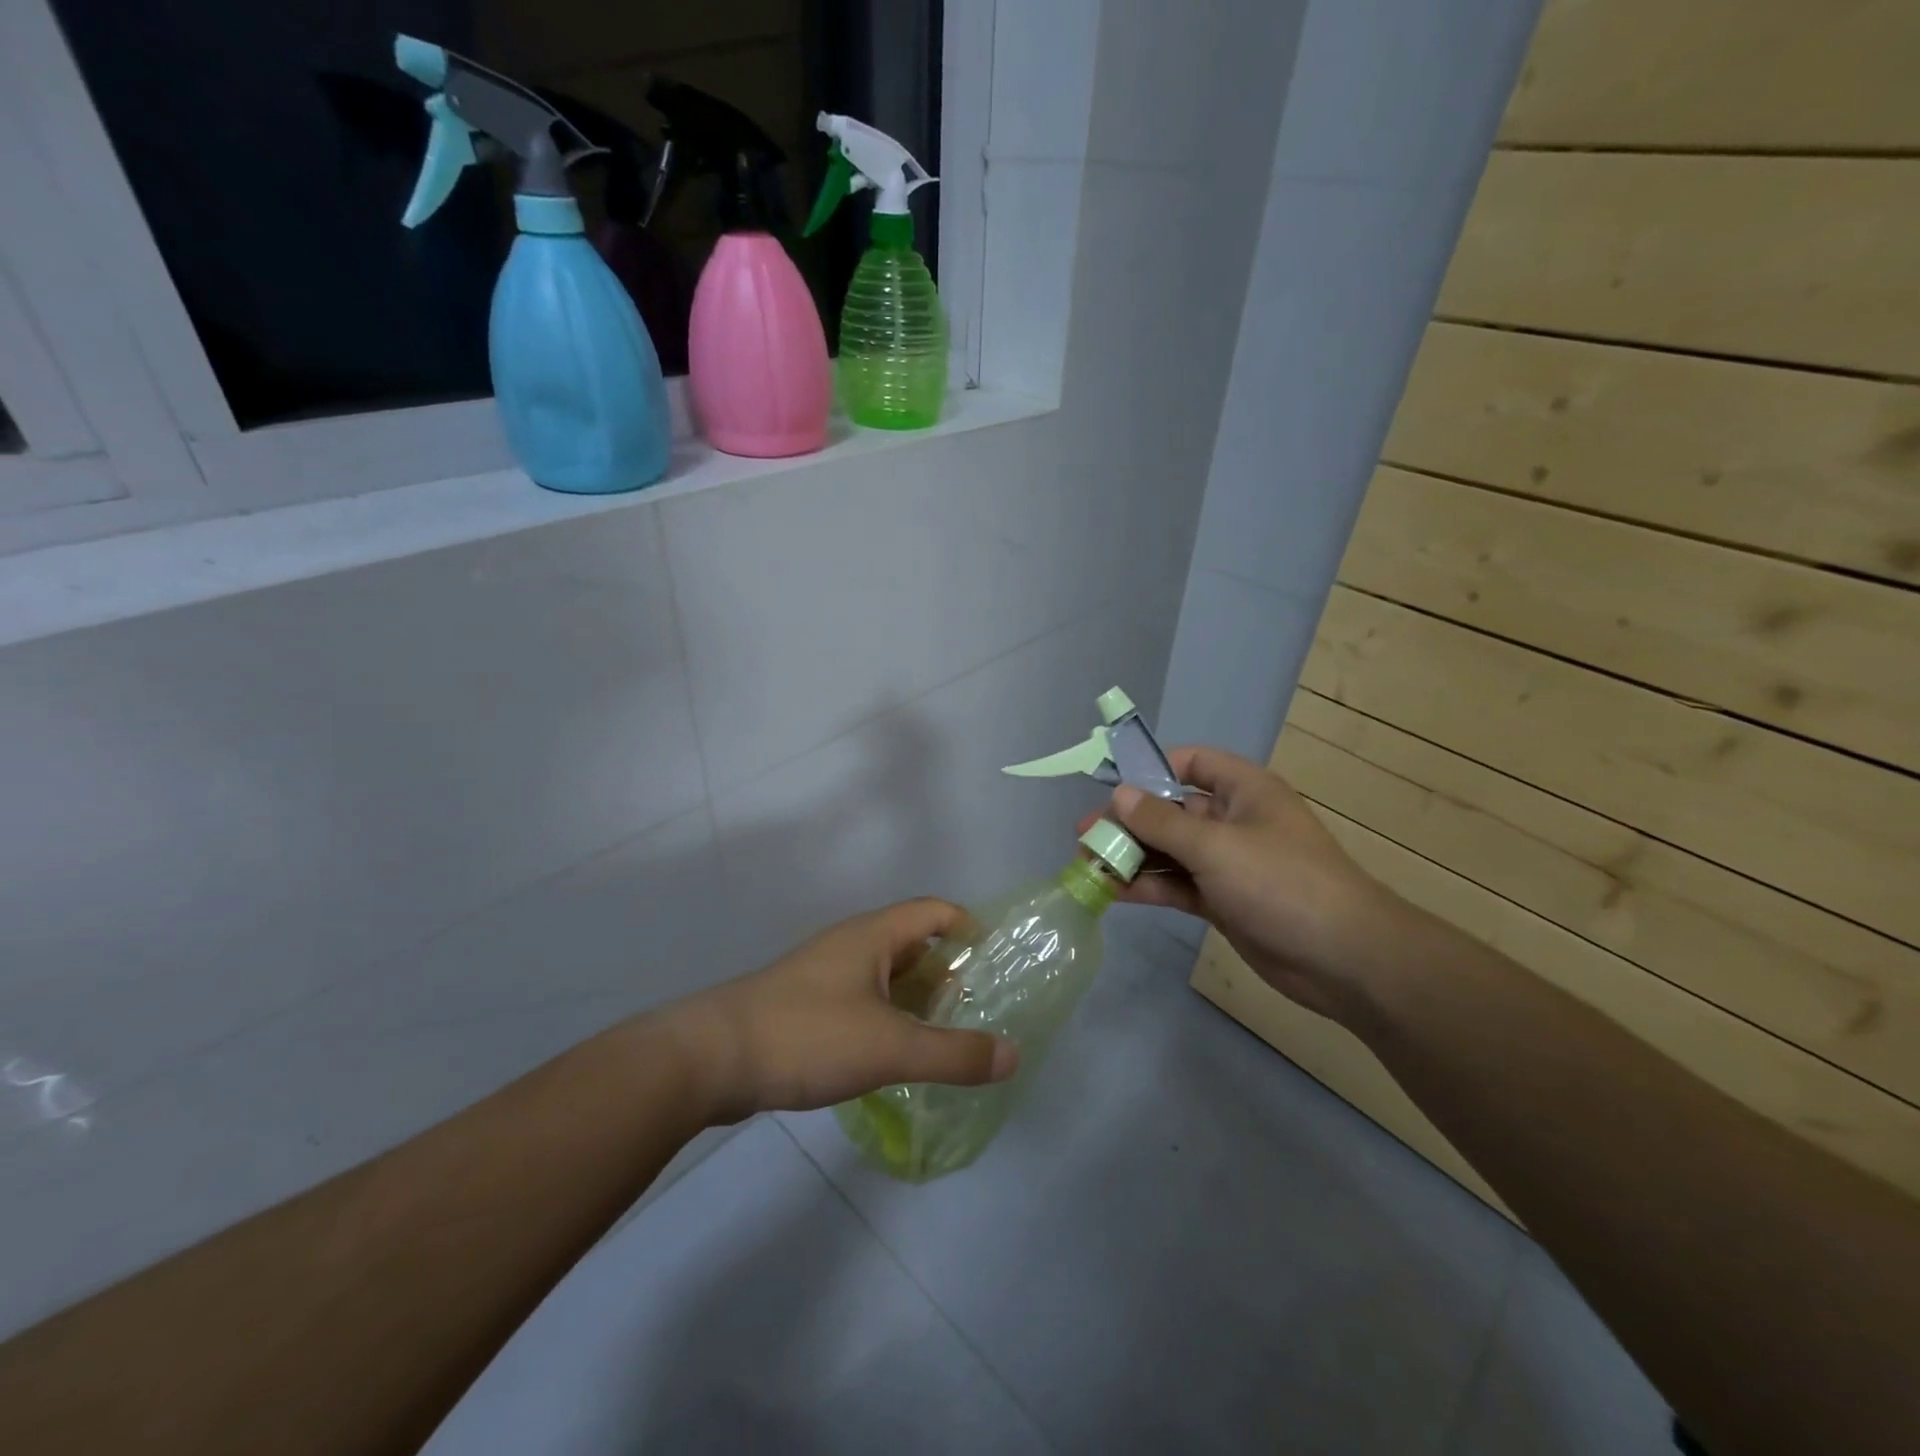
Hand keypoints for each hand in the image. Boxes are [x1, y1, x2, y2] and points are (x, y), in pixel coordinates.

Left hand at [665, 899, 1018, 1123]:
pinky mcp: (804, 1006)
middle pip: (912, 945)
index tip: (996, 962)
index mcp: (873, 935)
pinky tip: (893, 1057)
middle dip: (947, 974)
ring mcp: (824, 975)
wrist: (710, 1058)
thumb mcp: (890, 1047)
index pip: (935, 911)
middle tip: (978, 1011)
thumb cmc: (807, 1035)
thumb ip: (954, 1053)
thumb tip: (1013, 1054)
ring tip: (944, 1038)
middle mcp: (850, 945)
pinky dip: (887, 1020)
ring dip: (916, 1001)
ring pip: (885, 978)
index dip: (969, 927)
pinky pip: (861, 1002)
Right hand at [1086, 747, 1403, 1023]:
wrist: (1343, 959)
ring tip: (1087, 866)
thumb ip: (1162, 822)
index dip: (1152, 768)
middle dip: (1129, 821)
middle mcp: (1233, 821)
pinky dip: (1148, 886)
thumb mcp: (1216, 847)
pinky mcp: (1223, 901)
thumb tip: (1118, 795)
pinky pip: (1177, 884)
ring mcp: (1228, 863)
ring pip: (1170, 851)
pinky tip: (1114, 892)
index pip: (1191, 763)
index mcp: (1243, 790)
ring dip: (1132, 857)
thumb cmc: (1281, 883)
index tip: (1112, 785)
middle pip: (1172, 811)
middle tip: (1085, 836)